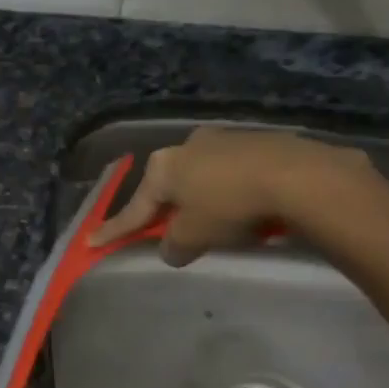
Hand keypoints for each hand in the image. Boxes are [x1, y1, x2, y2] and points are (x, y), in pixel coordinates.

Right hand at [89, 127, 370, 265]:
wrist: (298, 176)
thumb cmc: (230, 206)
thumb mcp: (194, 236)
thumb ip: (174, 244)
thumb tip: (172, 248)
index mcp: (163, 167)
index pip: (135, 208)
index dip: (115, 230)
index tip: (91, 242)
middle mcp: (187, 146)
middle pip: (169, 187)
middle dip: (166, 209)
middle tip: (168, 231)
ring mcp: (224, 139)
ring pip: (203, 177)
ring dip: (203, 199)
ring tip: (218, 223)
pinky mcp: (259, 141)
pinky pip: (234, 173)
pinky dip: (232, 191)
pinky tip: (248, 208)